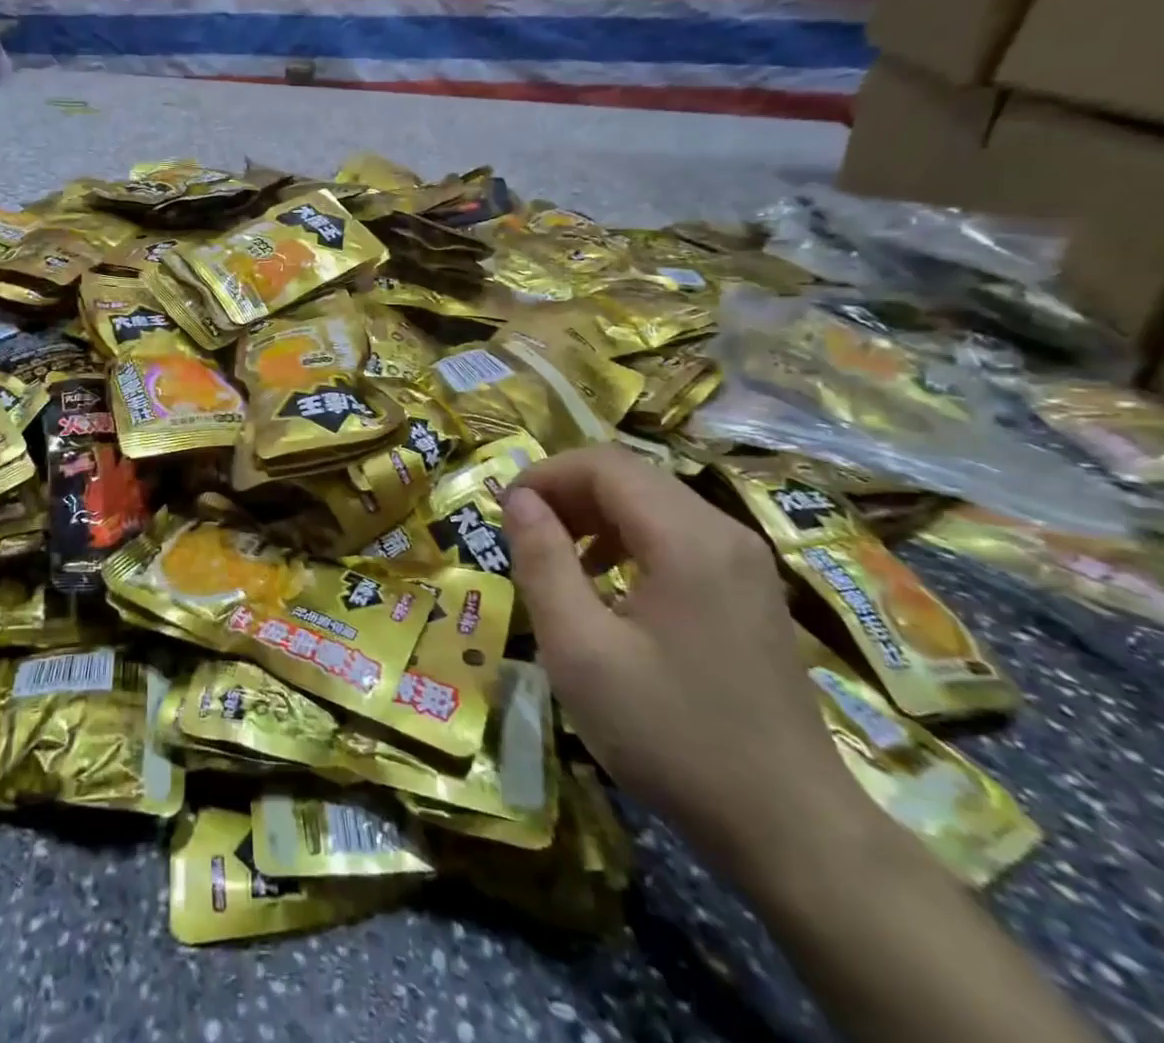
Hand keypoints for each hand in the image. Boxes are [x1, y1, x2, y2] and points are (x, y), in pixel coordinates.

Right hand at [502, 446, 882, 888]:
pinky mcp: (749, 590)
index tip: (504, 513)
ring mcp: (744, 561)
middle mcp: (724, 533)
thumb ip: (542, 562)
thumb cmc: (671, 735)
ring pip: (653, 501)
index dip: (544, 475)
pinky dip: (628, 538)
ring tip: (557, 558)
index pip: (603, 464)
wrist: (790, 829)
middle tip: (523, 535)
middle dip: (566, 492)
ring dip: (594, 514)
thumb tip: (518, 499)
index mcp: (687, 539)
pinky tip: (607, 584)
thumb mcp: (580, 650)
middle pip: (630, 475)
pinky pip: (677, 534)